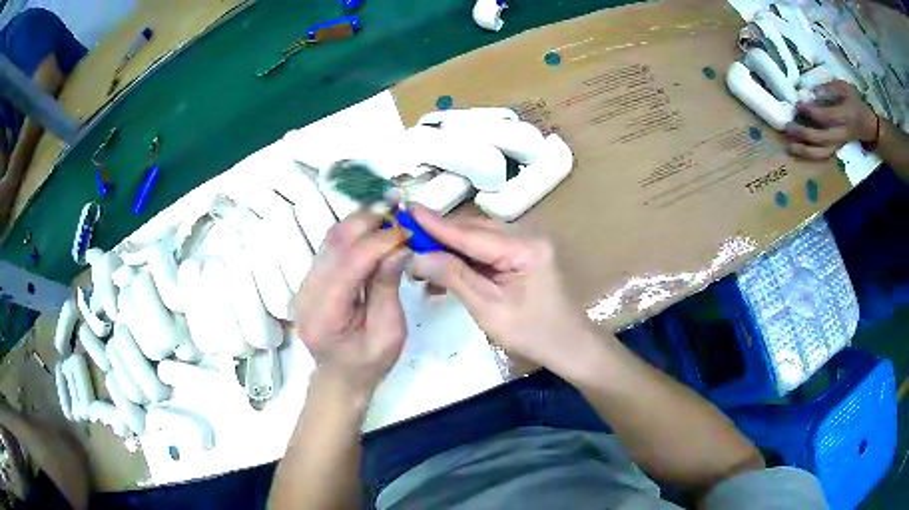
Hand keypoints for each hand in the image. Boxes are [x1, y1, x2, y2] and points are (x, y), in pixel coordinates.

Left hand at [293, 213, 409, 396]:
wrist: (340, 377)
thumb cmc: (369, 363)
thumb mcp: (389, 332)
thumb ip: (388, 287)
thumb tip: (399, 246)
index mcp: (325, 316)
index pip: (349, 263)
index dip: (378, 242)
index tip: (406, 232)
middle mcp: (306, 294)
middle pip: (334, 243)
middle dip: (368, 224)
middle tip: (399, 219)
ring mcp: (303, 284)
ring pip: (330, 239)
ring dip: (360, 225)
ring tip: (389, 222)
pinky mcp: (309, 279)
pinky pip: (330, 247)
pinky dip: (353, 235)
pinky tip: (373, 234)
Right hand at [406, 205, 589, 373]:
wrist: (569, 346)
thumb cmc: (532, 333)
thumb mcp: (488, 309)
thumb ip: (454, 277)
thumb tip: (417, 257)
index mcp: (524, 248)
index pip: (470, 233)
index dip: (436, 224)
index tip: (407, 211)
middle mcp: (527, 236)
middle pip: (475, 230)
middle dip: (440, 236)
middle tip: (408, 241)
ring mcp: (527, 244)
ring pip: (479, 238)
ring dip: (451, 248)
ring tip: (421, 260)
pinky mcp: (524, 255)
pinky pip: (489, 250)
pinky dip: (466, 259)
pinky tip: (445, 271)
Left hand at [785, 80, 877, 159]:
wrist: (868, 125)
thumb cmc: (854, 101)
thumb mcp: (844, 87)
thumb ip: (830, 88)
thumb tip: (813, 91)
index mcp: (845, 116)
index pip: (826, 117)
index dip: (811, 112)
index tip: (797, 104)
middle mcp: (841, 133)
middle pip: (822, 138)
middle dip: (804, 134)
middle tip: (788, 126)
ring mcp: (839, 144)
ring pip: (822, 153)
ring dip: (806, 151)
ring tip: (789, 146)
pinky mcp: (836, 149)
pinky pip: (824, 156)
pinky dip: (811, 156)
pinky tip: (797, 151)